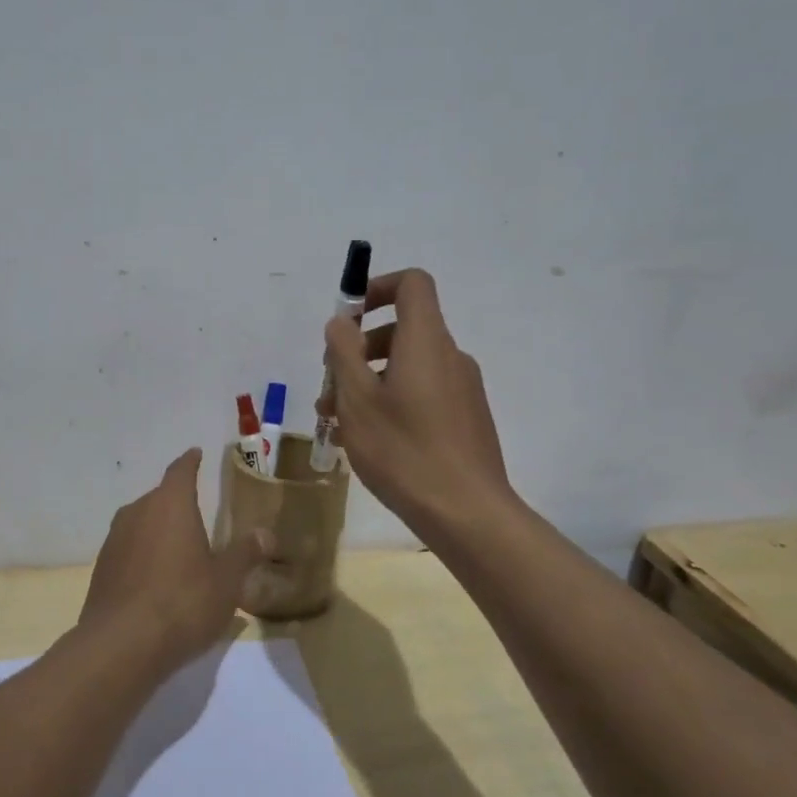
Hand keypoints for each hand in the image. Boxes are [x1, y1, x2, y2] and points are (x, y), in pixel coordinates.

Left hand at [79, 449, 270, 667]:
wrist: (120, 646)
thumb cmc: (182, 603)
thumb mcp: (226, 581)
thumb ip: (245, 553)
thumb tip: (266, 533)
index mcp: (170, 504)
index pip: (181, 471)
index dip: (190, 462)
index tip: (196, 453)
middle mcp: (138, 512)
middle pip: (159, 497)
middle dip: (177, 502)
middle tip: (197, 514)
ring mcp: (114, 540)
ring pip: (141, 523)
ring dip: (158, 530)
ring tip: (178, 549)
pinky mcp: (101, 569)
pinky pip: (129, 550)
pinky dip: (143, 555)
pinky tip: (156, 580)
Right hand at [320, 268, 514, 537]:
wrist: (467, 513)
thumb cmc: (403, 450)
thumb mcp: (357, 399)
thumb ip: (343, 352)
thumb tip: (341, 322)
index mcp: (426, 341)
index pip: (412, 284)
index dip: (377, 288)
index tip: (348, 319)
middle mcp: (450, 356)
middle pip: (403, 329)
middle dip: (360, 348)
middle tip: (330, 384)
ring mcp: (462, 389)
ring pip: (408, 366)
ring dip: (370, 380)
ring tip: (336, 419)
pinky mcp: (466, 418)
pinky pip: (423, 392)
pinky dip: (392, 400)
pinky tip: (368, 439)